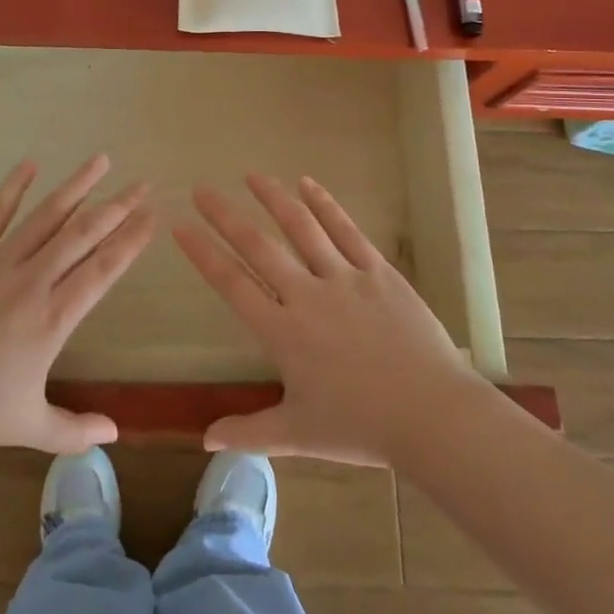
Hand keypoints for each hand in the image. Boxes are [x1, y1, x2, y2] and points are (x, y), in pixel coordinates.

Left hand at [0, 155, 152, 458]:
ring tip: (102, 160)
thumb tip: (116, 435)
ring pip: (46, 216)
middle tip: (144, 184)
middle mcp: (31, 282)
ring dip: (76, 186)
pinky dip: (13, 187)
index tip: (153, 217)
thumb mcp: (25, 428)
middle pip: (83, 235)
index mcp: (51, 321)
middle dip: (117, 207)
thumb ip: (73, 431)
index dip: (131, 241)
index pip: (102, 271)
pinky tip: (30, 163)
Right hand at [174, 174, 472, 465]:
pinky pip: (347, 231)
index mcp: (283, 332)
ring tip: (252, 175)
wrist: (432, 414)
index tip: (180, 227)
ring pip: (302, 228)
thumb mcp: (298, 436)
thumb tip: (205, 438)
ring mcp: (344, 278)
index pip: (232, 283)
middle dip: (226, 216)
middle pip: (258, 246)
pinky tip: (308, 184)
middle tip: (202, 189)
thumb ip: (249, 432)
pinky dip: (325, 205)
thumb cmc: (361, 427)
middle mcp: (307, 295)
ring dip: (274, 198)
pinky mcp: (378, 272)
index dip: (203, 253)